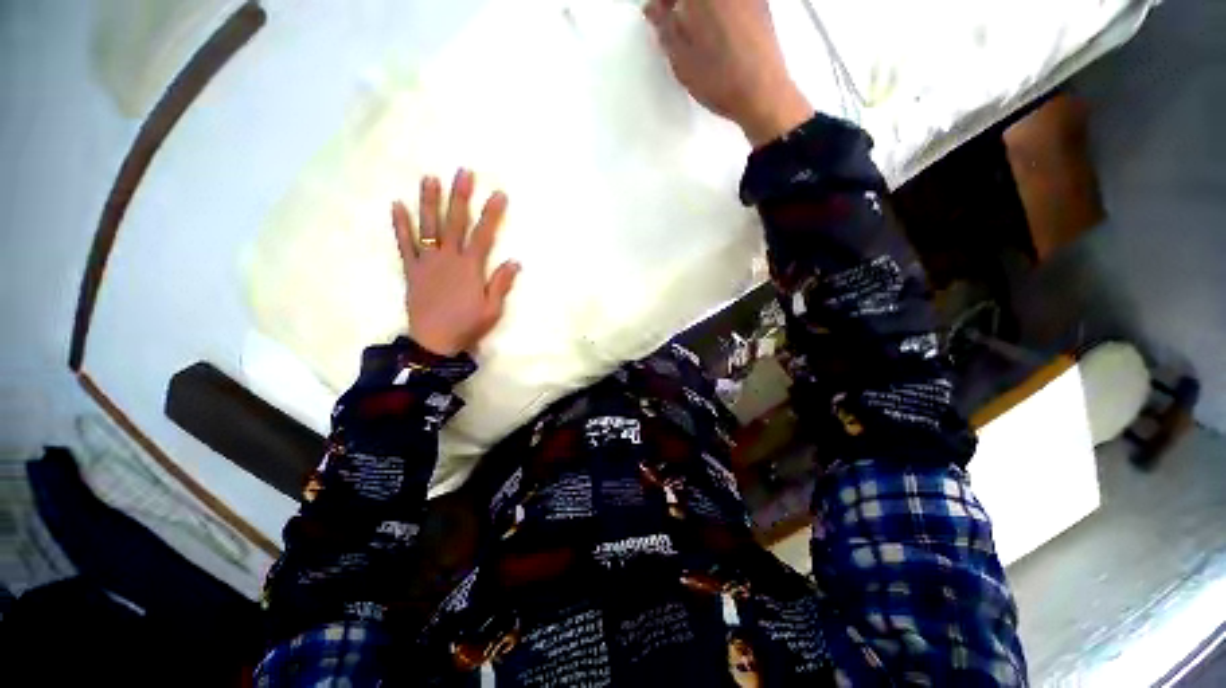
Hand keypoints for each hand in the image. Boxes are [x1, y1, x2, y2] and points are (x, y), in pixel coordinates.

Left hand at [392, 169, 520, 355]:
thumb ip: (501, 283)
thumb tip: (515, 261)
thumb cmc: (467, 325)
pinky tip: (396, 205)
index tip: (498, 194)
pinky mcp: (411, 269)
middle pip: (455, 222)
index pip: (483, 235)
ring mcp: (427, 262)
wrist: (434, 341)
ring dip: (429, 201)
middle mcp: (448, 258)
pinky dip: (400, 225)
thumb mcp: (492, 309)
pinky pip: (404, 244)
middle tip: (463, 172)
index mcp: (470, 268)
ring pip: (427, 226)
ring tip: (429, 177)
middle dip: (460, 196)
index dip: (492, 214)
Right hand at [644, 0, 812, 147]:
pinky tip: (715, 30)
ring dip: (699, 8)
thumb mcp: (682, 61)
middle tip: (671, 17)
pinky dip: (720, 10)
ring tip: (693, 27)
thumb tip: (654, 10)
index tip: (657, 12)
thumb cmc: (722, 80)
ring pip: (715, 0)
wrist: (762, 94)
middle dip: (682, 4)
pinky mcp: (762, 5)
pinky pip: (733, 3)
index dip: (664, 3)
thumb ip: (665, 29)